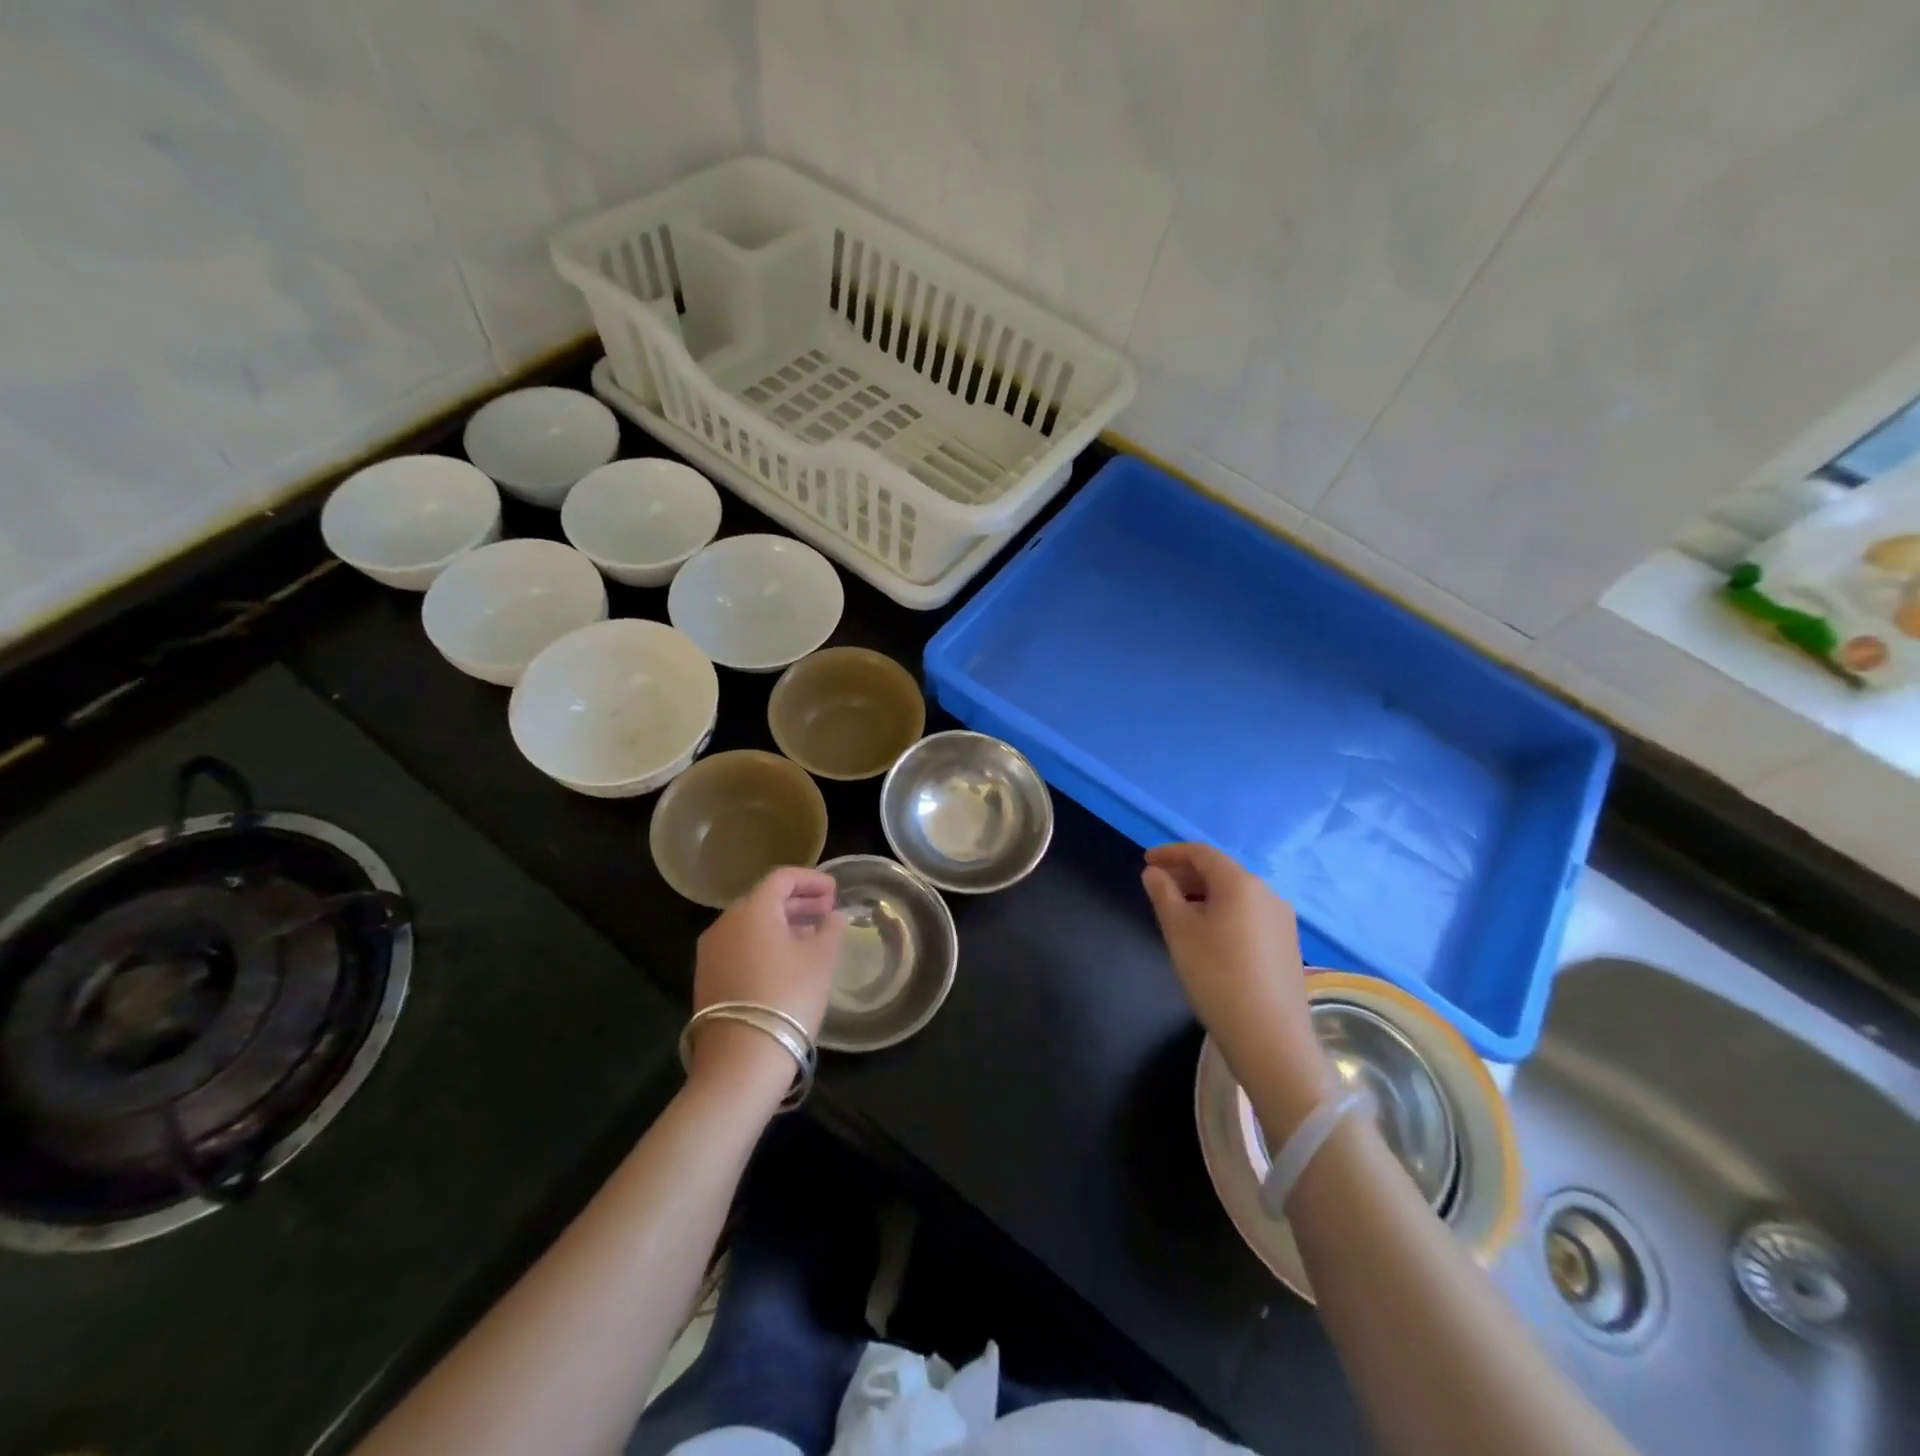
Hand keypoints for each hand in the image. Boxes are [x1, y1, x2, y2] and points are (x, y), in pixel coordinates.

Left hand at [688, 867, 844, 1090]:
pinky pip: (740, 947)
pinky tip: (786, 962)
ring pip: (751, 925)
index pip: (782, 878)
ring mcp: (711, 952)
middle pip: (765, 900)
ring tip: (812, 938)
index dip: (812, 880)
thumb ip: (831, 929)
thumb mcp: (822, 959)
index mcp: (752, 909)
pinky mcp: (707, 979)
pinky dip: (765, 944)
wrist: (741, 1059)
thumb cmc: (788, 996)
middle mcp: (725, 923)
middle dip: (799, 902)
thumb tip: (832, 917)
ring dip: (783, 924)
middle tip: (827, 912)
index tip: (835, 891)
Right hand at [1142, 843, 1334, 1135]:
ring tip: (1177, 912)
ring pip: (1235, 895)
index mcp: (1241, 883)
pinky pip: (1248, 915)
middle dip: (1186, 875)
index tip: (1146, 860)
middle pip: (1221, 872)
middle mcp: (1267, 893)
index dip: (1171, 853)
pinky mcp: (1287, 945)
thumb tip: (1154, 873)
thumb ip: (1163, 894)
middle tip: (1156, 887)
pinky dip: (1222, 913)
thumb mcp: (1180, 932)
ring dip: (1203, 895)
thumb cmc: (1217, 976)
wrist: (1270, 1037)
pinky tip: (1207, 936)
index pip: (1202, 853)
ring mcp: (1282, 920)